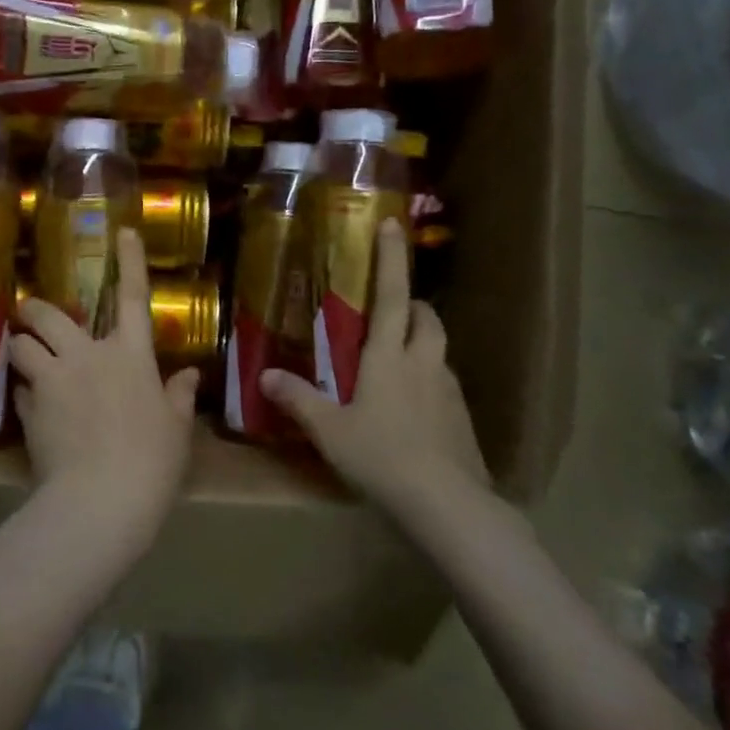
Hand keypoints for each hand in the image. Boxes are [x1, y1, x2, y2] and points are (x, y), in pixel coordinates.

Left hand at [10, 228, 199, 537]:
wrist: (102, 499)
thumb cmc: (152, 461)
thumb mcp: (176, 429)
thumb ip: (180, 397)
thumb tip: (190, 375)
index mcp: (130, 355)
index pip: (133, 297)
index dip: (130, 261)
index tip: (123, 230)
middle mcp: (88, 356)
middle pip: (48, 314)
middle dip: (34, 309)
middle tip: (31, 314)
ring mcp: (53, 379)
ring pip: (20, 345)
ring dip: (19, 348)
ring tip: (23, 359)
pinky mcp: (29, 408)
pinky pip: (19, 389)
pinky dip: (23, 392)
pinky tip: (31, 408)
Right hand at [261, 218, 488, 519]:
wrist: (448, 505)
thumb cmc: (381, 456)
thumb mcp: (329, 430)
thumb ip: (298, 399)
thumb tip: (265, 376)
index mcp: (388, 356)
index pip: (393, 295)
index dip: (391, 258)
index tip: (393, 225)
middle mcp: (423, 363)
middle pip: (427, 318)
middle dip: (414, 304)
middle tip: (393, 308)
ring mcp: (449, 390)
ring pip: (439, 350)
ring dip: (422, 342)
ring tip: (398, 360)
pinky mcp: (463, 419)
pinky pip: (444, 384)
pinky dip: (429, 381)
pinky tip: (413, 409)